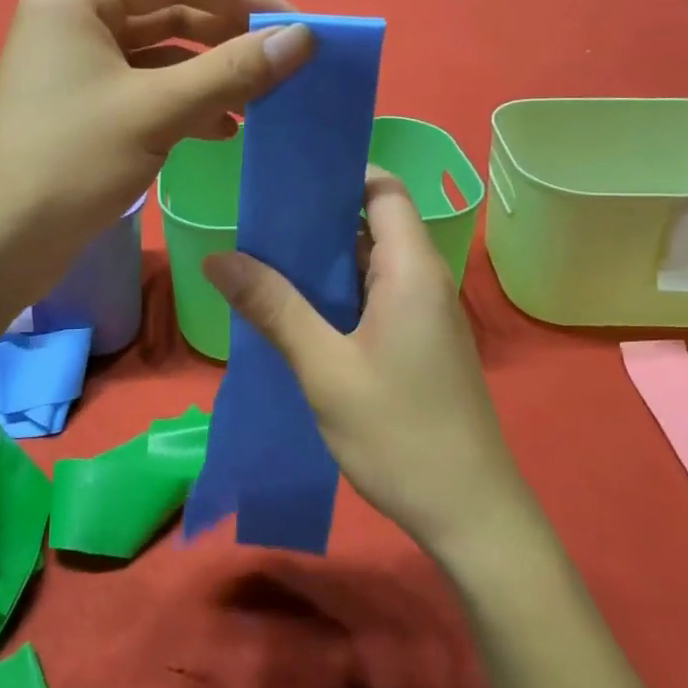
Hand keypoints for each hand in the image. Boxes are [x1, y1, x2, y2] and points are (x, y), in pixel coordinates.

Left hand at [0, 0, 315, 300]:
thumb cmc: (69, 163)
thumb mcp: (157, 111)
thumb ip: (233, 70)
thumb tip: (303, 38)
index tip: (297, 26)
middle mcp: (75, 19)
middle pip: (170, 10)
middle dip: (228, 37)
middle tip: (284, 65)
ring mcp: (78, 64)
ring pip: (162, 54)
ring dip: (212, 75)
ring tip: (261, 102)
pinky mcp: (84, 105)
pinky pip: (147, 88)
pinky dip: (186, 103)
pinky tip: (223, 130)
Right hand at [202, 169, 531, 564]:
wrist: (469, 514)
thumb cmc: (399, 433)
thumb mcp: (325, 368)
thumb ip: (274, 307)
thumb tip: (218, 257)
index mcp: (411, 268)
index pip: (383, 189)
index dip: (341, 173)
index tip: (287, 177)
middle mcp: (423, 279)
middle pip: (373, 222)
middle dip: (317, 217)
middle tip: (257, 220)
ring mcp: (423, 313)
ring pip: (370, 263)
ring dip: (323, 259)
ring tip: (263, 257)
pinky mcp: (417, 343)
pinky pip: (373, 297)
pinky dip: (336, 292)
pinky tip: (294, 309)